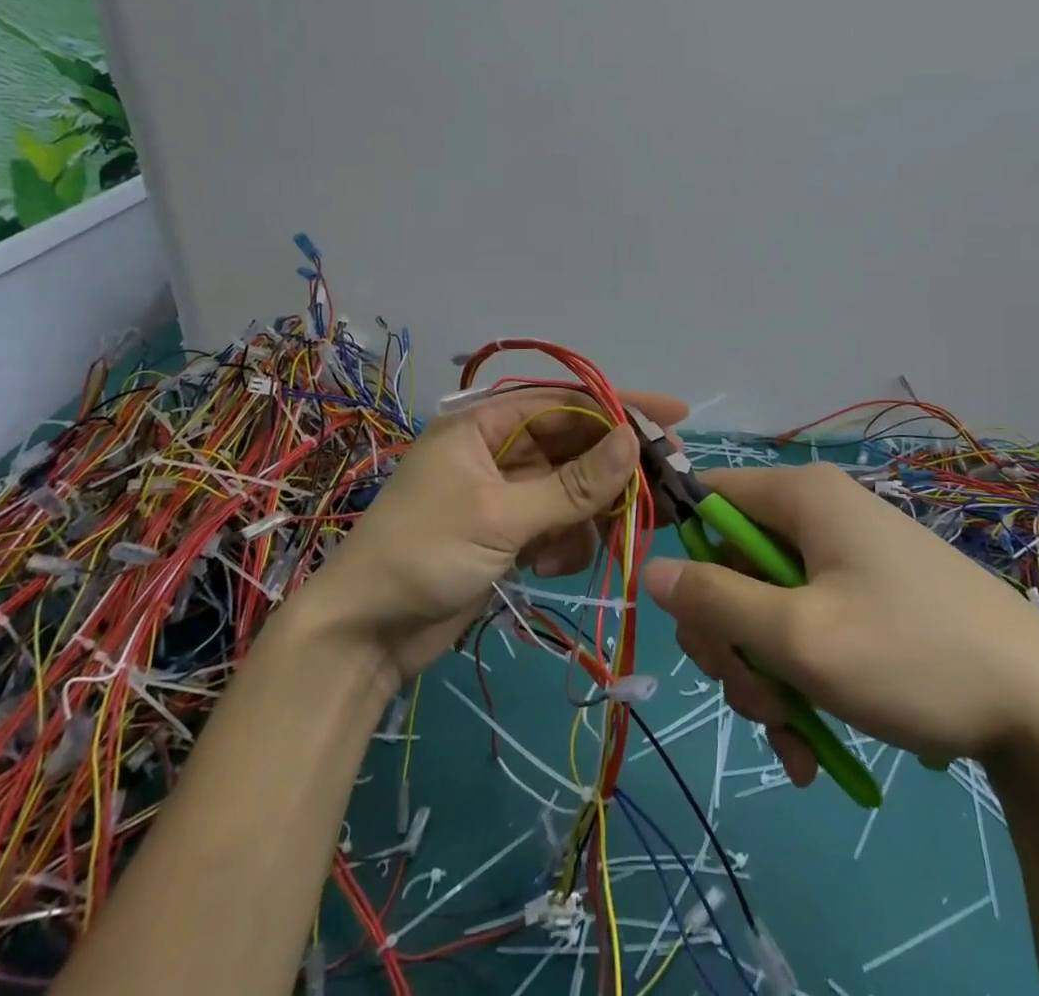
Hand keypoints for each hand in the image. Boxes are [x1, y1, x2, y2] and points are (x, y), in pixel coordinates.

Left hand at [302, 387, 686, 680]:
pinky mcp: (508, 532)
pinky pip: (557, 524)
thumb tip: (634, 441)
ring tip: (602, 543)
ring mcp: (504, 493)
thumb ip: (572, 484)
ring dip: (589, 516)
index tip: (674, 417)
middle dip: (614, 471)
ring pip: (572, 489)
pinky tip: (551, 566)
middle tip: (664, 490)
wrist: (364, 636)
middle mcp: (497, 449)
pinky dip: (565, 542)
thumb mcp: (501, 516)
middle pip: (575, 446)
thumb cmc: (424, 556)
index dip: (621, 407)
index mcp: (484, 424)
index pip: (567, 402)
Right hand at [642, 463, 1038, 784]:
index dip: (683, 548)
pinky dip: (799, 681)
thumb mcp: (798, 637)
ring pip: (766, 607)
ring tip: (793, 735)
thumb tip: (650, 569)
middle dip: (731, 640)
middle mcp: (819, 514)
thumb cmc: (911, 656)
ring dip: (765, 674)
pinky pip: (806, 627)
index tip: (689, 617)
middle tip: (756, 698)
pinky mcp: (867, 598)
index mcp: (801, 497)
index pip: (707, 496)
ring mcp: (846, 558)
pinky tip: (812, 743)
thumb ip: (714, 601)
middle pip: (733, 564)